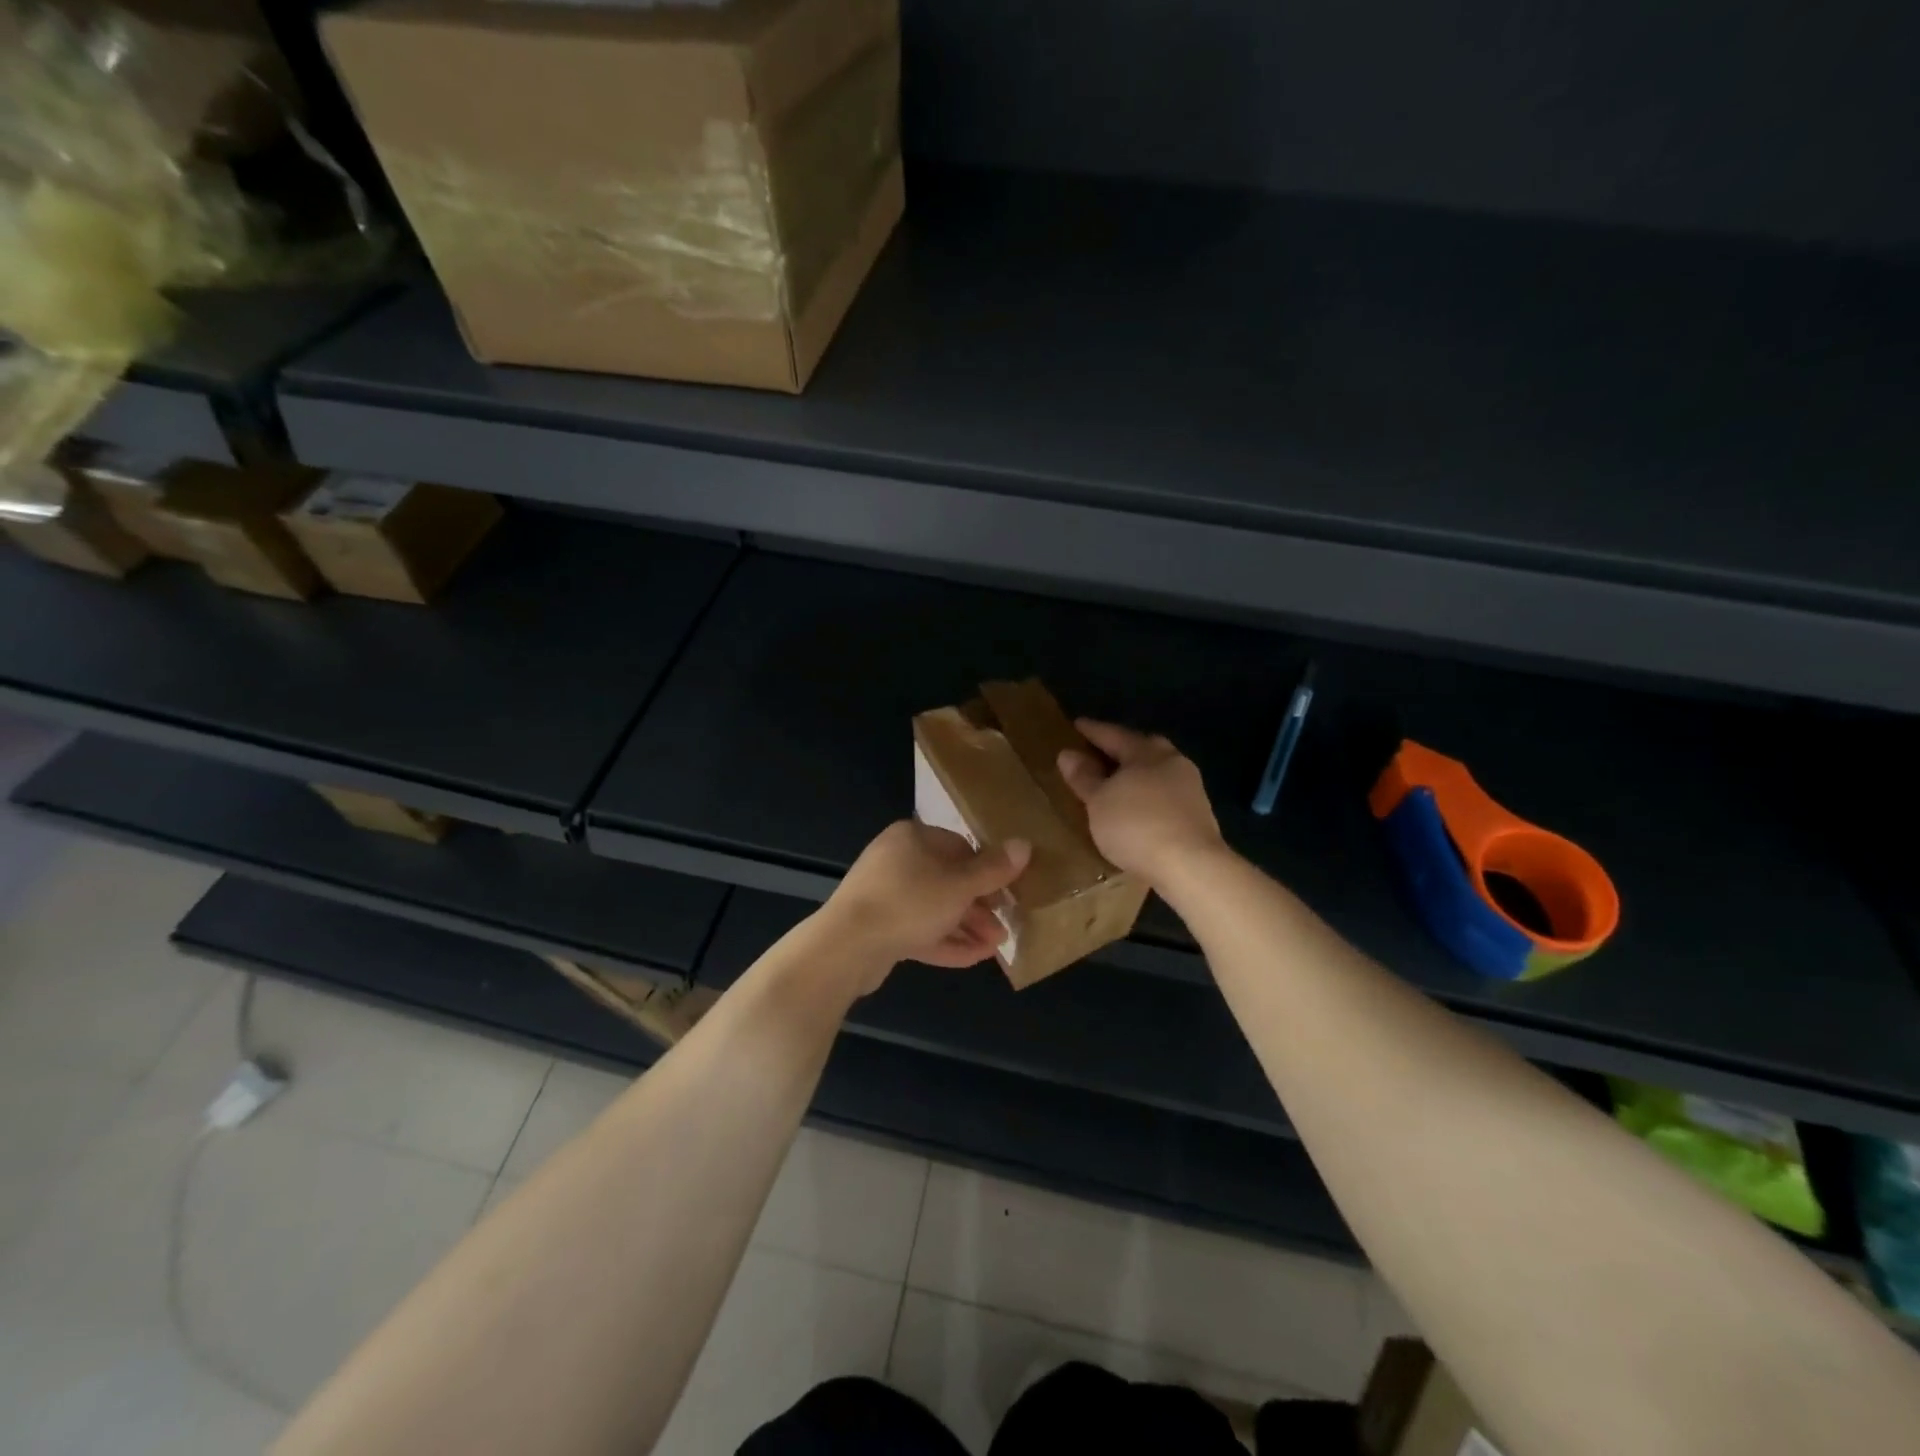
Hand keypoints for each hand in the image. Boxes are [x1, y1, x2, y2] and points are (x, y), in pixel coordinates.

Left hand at [823, 820, 1031, 982]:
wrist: (845, 946)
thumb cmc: (909, 902)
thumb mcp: (959, 885)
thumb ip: (993, 869)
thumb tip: (1024, 844)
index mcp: (912, 838)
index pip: (959, 846)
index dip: (987, 870)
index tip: (1009, 892)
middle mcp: (896, 860)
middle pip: (948, 880)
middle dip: (979, 906)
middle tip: (1005, 926)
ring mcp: (884, 895)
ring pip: (935, 908)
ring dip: (967, 927)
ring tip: (996, 946)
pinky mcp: (879, 927)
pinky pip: (919, 930)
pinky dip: (945, 941)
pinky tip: (974, 958)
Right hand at [1056, 719, 1224, 885]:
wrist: (1191, 866)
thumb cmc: (1136, 826)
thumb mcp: (1099, 802)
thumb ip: (1084, 777)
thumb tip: (1068, 753)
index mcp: (1147, 752)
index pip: (1114, 734)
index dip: (1093, 730)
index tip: (1077, 724)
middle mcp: (1172, 763)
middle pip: (1142, 749)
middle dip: (1121, 749)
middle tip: (1100, 751)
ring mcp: (1190, 789)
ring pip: (1156, 773)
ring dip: (1136, 775)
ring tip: (1116, 783)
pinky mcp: (1197, 815)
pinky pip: (1164, 796)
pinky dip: (1147, 797)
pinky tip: (1137, 809)